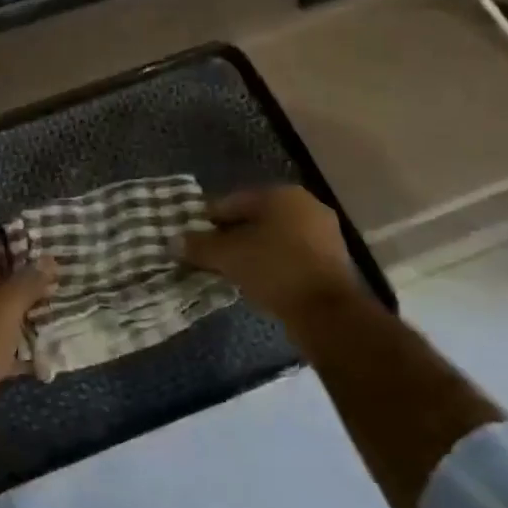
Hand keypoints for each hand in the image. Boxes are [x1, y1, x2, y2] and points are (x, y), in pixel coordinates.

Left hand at [0, 242, 54, 408]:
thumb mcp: (8, 305)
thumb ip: (30, 280)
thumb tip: (50, 260)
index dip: (15, 254)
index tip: (41, 264)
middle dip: (14, 288)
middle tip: (45, 292)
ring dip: (9, 318)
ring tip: (42, 320)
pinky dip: (0, 345)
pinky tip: (31, 356)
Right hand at [184, 185, 364, 322]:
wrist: (329, 313)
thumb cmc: (275, 269)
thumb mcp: (229, 257)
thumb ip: (200, 246)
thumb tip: (174, 241)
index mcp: (281, 194)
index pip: (233, 201)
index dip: (209, 219)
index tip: (193, 238)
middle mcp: (305, 205)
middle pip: (256, 217)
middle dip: (232, 235)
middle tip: (210, 255)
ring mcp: (323, 232)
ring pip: (275, 237)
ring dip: (253, 250)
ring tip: (232, 270)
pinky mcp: (332, 260)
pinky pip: (292, 254)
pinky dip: (274, 263)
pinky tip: (259, 280)